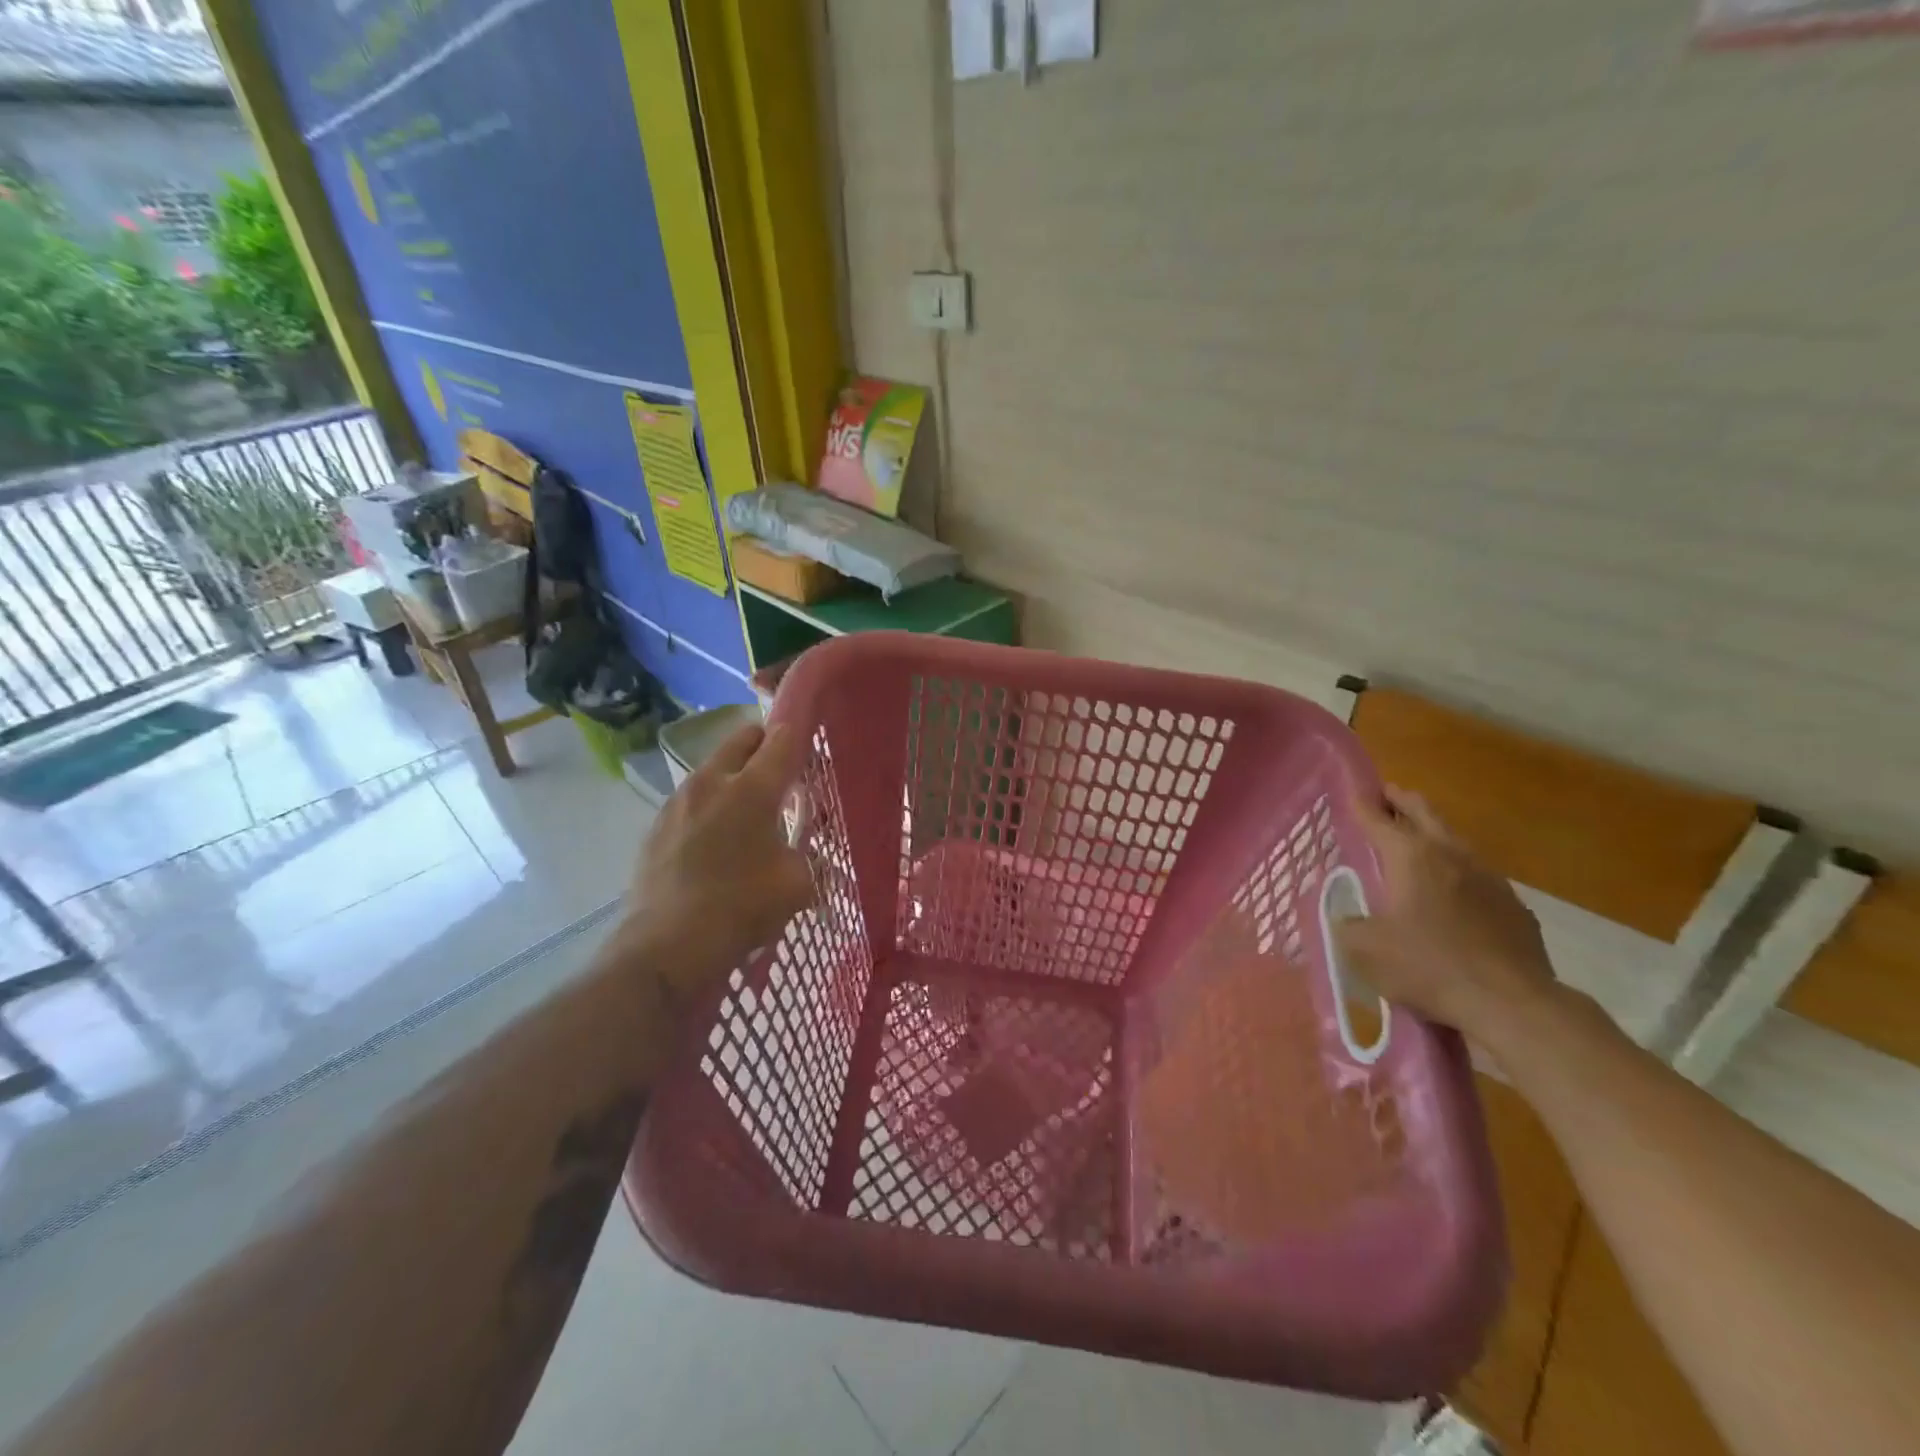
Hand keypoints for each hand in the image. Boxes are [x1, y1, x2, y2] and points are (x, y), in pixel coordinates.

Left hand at [621, 722, 813, 999]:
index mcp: (752, 789)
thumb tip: (810, 856)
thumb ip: (810, 858)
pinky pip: (691, 800)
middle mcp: (711, 782)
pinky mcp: (656, 826)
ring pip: (712, 769)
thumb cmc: (742, 908)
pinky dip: (709, 806)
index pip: (782, 740)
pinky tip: (714, 841)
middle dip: (764, 745)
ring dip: (734, 776)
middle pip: (741, 740)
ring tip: (747, 811)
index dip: (800, 733)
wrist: (667, 947)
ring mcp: (678, 802)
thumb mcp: (798, 885)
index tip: (810, 738)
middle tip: (781, 772)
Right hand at [1333, 786, 1557, 1044]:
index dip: (1362, 804)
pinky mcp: (1514, 906)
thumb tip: (1345, 916)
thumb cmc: (1428, 967)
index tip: (1353, 791)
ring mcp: (1489, 878)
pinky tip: (1455, 891)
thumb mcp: (1364, 949)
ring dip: (1434, 833)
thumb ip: (1346, 924)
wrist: (1512, 1004)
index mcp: (1410, 857)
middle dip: (1403, 802)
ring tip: (1419, 838)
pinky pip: (1478, 876)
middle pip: (1425, 814)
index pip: (1379, 819)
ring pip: (1455, 841)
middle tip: (1388, 794)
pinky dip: (1459, 871)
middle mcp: (1450, 855)